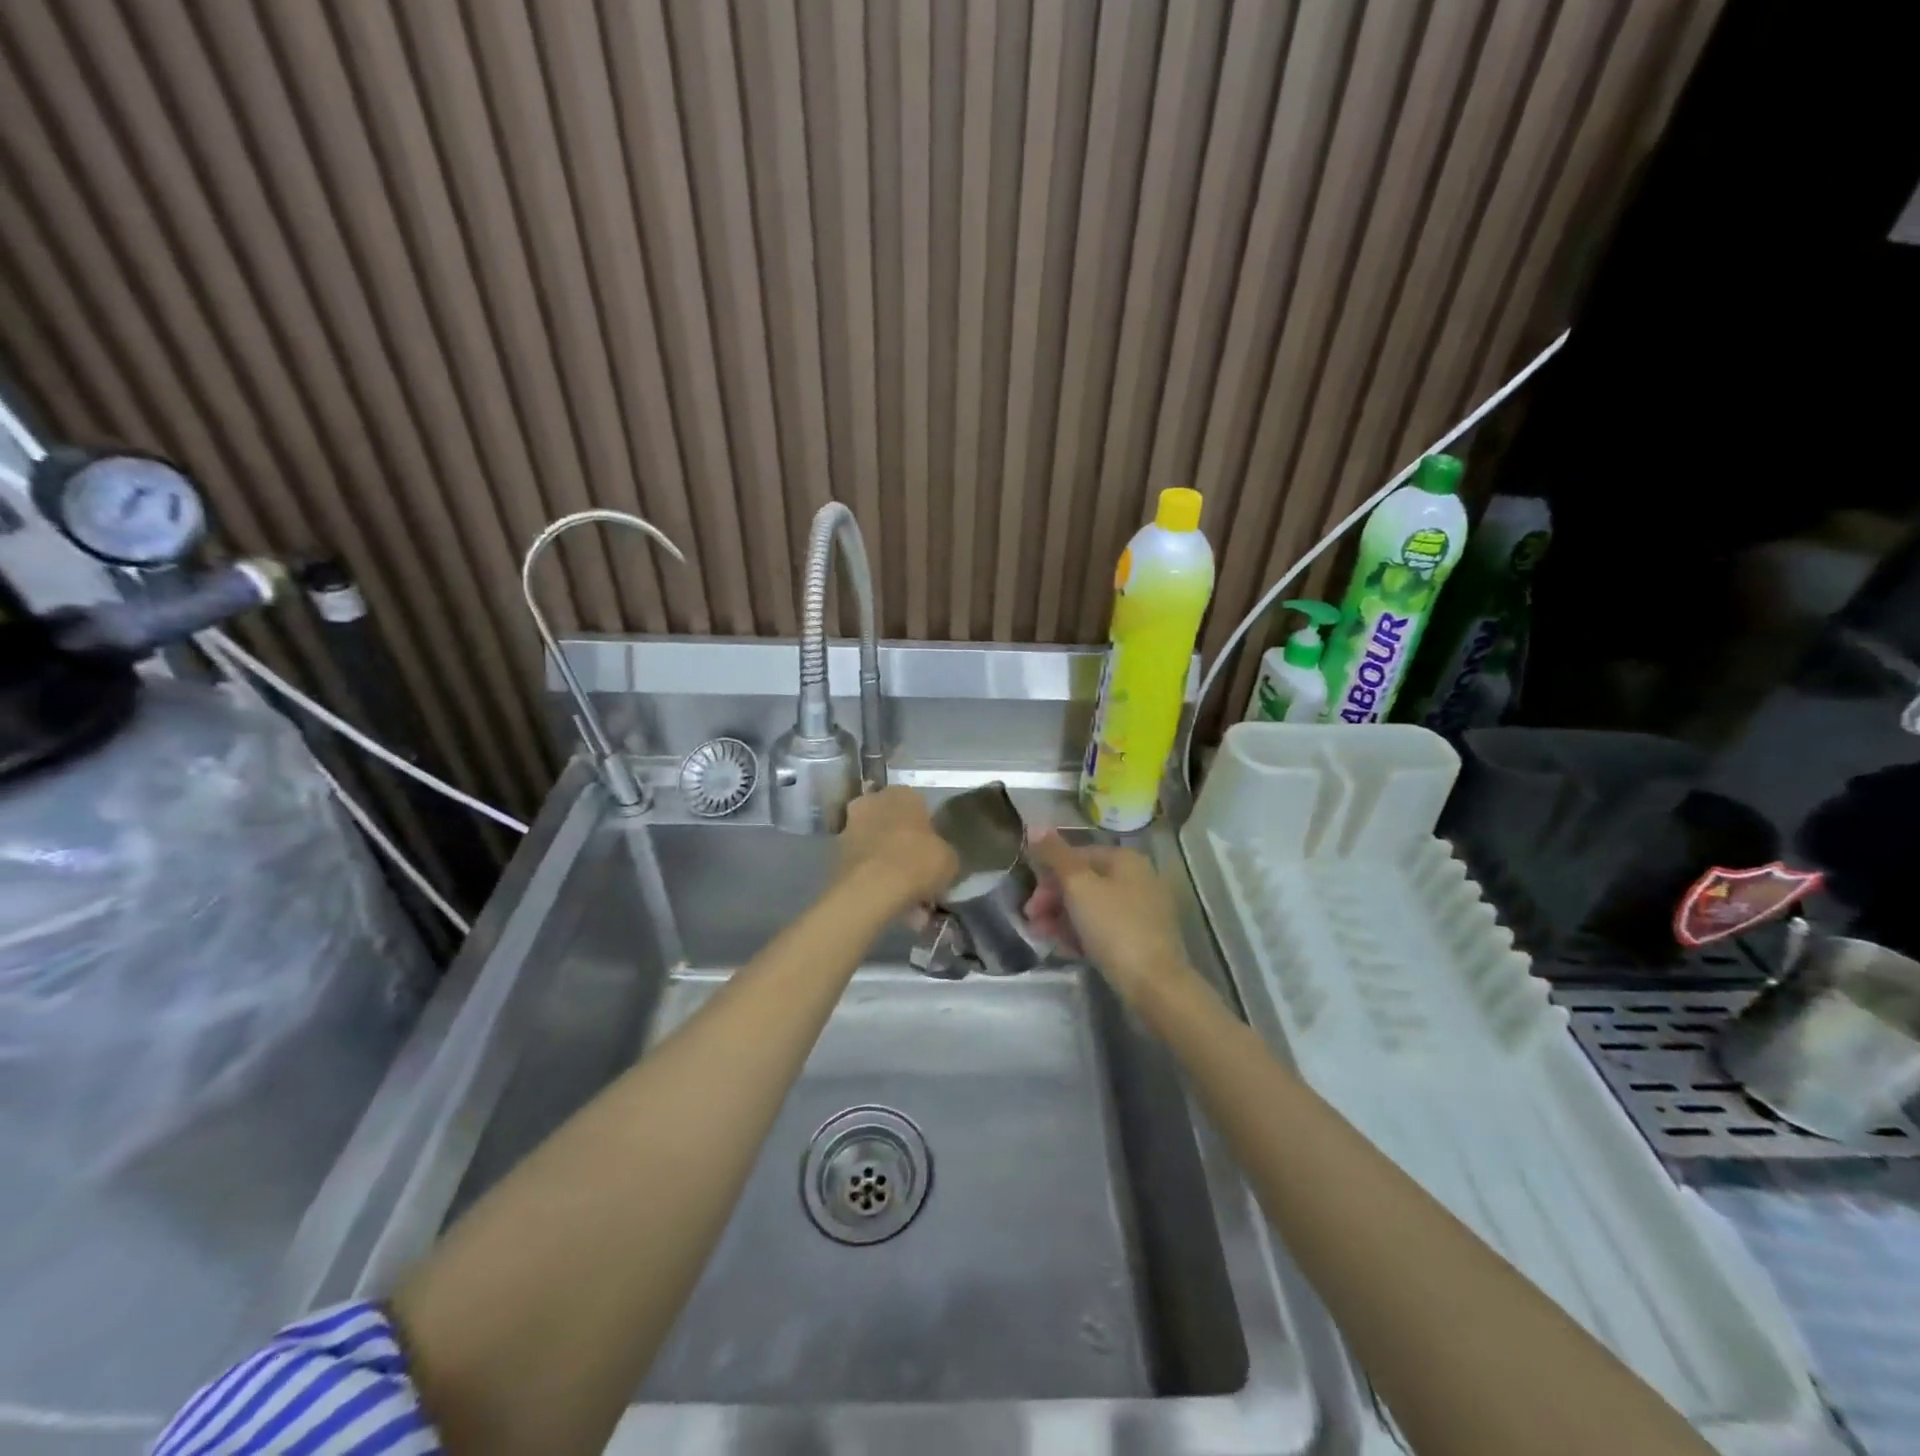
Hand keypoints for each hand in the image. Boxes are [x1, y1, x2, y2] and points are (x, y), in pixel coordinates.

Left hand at [834, 787, 957, 912]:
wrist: (871, 888)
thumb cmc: (917, 862)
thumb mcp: (949, 859)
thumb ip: (943, 852)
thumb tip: (938, 858)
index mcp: (902, 794)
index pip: (919, 806)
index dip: (927, 831)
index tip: (932, 852)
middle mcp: (872, 802)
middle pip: (893, 824)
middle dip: (903, 846)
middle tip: (917, 873)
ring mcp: (850, 826)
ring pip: (876, 845)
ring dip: (887, 864)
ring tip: (904, 896)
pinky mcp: (835, 853)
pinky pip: (863, 864)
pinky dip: (873, 878)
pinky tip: (888, 901)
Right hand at [1026, 833, 1199, 1008]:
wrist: (1154, 983)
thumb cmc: (1113, 927)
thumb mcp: (1078, 886)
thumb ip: (1055, 855)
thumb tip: (1034, 826)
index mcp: (1125, 860)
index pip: (1077, 856)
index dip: (1048, 876)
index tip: (1031, 903)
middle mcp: (1138, 878)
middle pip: (1084, 882)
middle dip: (1053, 901)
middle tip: (1033, 923)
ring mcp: (1143, 910)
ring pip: (1092, 907)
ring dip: (1063, 919)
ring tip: (1045, 938)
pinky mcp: (1143, 938)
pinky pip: (1105, 928)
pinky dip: (1084, 934)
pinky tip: (1068, 950)